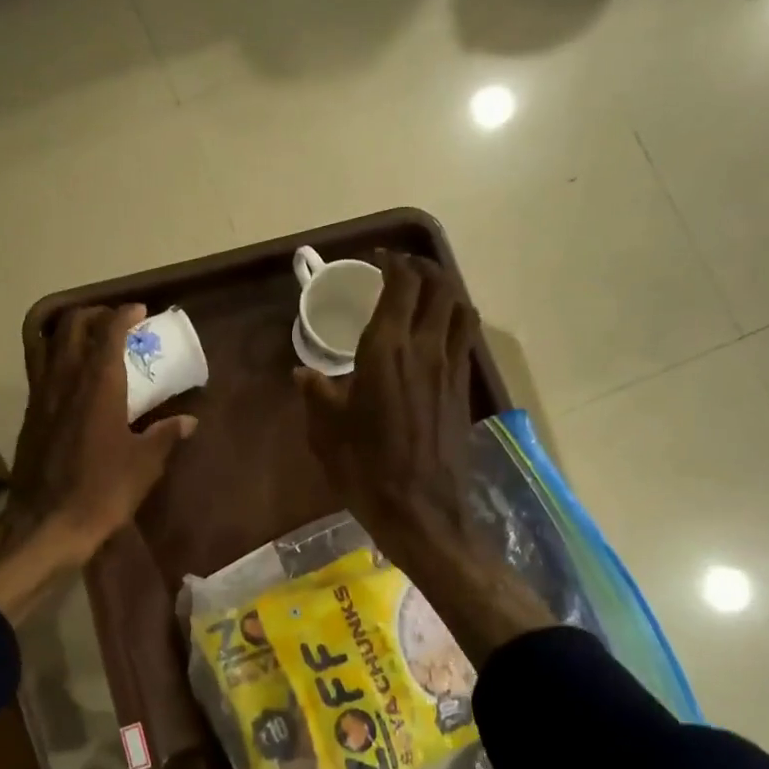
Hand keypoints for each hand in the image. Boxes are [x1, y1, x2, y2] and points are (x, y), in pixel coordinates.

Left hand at [0, 303, 195, 621]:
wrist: (46, 523)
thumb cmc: (102, 491)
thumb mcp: (144, 465)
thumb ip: (165, 436)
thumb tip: (188, 421)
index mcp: (98, 386)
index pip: (108, 333)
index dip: (124, 315)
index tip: (140, 311)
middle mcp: (65, 380)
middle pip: (73, 327)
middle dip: (95, 314)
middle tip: (116, 323)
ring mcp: (41, 395)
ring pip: (49, 343)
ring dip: (70, 331)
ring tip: (90, 338)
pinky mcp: (29, 413)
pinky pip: (39, 367)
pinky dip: (55, 355)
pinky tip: (70, 375)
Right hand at [294, 253, 482, 564]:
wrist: (421, 511)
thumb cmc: (366, 470)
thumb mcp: (328, 433)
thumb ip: (317, 395)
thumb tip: (304, 374)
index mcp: (386, 352)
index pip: (401, 286)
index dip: (393, 263)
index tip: (378, 258)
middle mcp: (424, 350)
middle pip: (439, 287)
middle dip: (423, 268)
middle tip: (402, 270)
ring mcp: (450, 369)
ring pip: (460, 309)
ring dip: (445, 291)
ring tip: (426, 293)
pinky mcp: (463, 389)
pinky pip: (465, 339)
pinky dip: (454, 321)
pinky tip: (437, 334)